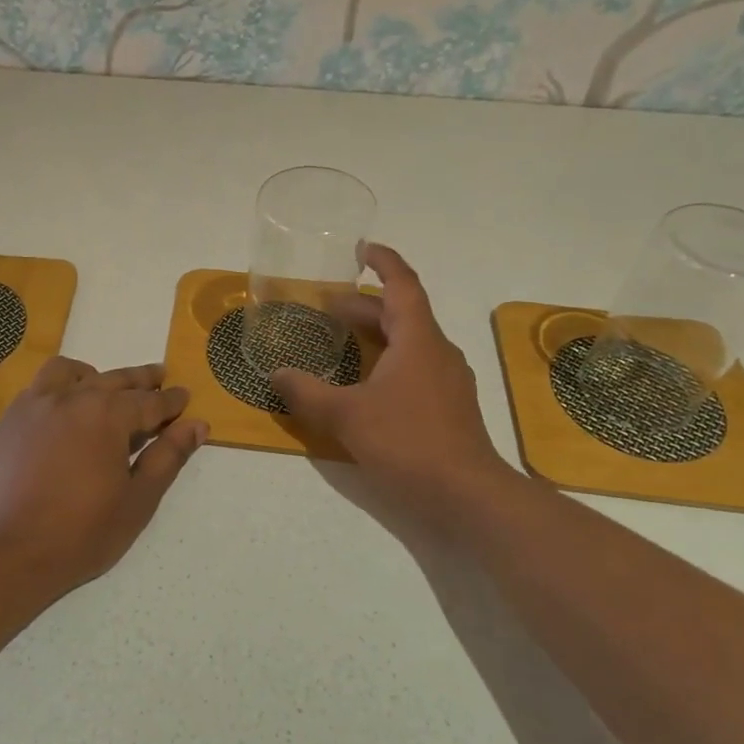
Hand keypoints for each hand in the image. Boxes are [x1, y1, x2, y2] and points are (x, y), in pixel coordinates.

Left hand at [0, 359, 207, 591]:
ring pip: (72, 372)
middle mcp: (72, 397)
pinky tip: (66, 407)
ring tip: (107, 388)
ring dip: (96, 375)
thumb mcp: (138, 500)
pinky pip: (40, 386)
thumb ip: (168, 457)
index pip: (150, 401)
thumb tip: (197, 425)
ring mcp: (36, 405)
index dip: (171, 400)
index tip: (184, 396)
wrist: (8, 554)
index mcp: (107, 415)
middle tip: (159, 377)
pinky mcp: (11, 420)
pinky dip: (61, 385)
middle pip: (114, 379)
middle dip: (141, 380)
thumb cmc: (82, 533)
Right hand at [271, 245, 517, 538]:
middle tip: (328, 306)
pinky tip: (365, 385)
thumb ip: (307, 394)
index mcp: (418, 340)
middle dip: (365, 306)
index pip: (402, 285)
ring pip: (409, 343)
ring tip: (342, 341)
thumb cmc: (408, 442)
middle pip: (401, 314)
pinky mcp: (448, 407)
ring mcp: (447, 381)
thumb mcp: (347, 416)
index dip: (383, 261)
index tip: (361, 248)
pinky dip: (387, 362)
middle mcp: (437, 352)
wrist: (467, 495)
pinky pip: (415, 368)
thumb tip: (276, 375)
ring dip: (376, 335)